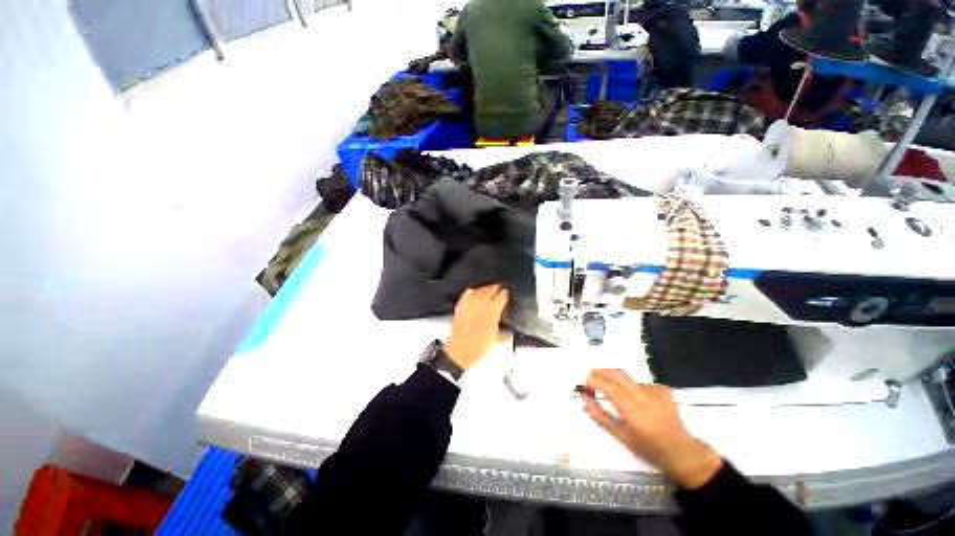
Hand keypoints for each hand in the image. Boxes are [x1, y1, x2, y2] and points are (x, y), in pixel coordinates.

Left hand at [444, 284, 508, 370]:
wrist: (461, 348)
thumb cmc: (479, 345)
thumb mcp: (496, 337)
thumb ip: (503, 328)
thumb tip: (507, 328)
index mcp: (494, 310)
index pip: (502, 295)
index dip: (505, 294)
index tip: (506, 293)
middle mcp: (483, 303)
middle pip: (492, 288)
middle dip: (497, 288)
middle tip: (499, 289)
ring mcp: (471, 302)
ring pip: (481, 289)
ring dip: (487, 288)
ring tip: (489, 289)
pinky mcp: (462, 303)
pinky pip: (468, 292)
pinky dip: (473, 291)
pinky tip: (475, 292)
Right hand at [582, 369, 722, 489]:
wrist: (682, 451)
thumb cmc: (649, 449)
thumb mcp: (621, 437)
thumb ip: (601, 416)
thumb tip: (585, 398)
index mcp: (636, 414)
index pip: (611, 388)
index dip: (595, 381)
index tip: (585, 384)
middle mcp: (647, 399)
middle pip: (619, 374)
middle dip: (601, 371)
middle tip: (590, 376)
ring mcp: (657, 392)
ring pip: (628, 379)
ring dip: (615, 381)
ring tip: (611, 392)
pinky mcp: (663, 390)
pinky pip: (639, 383)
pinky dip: (630, 387)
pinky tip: (633, 399)